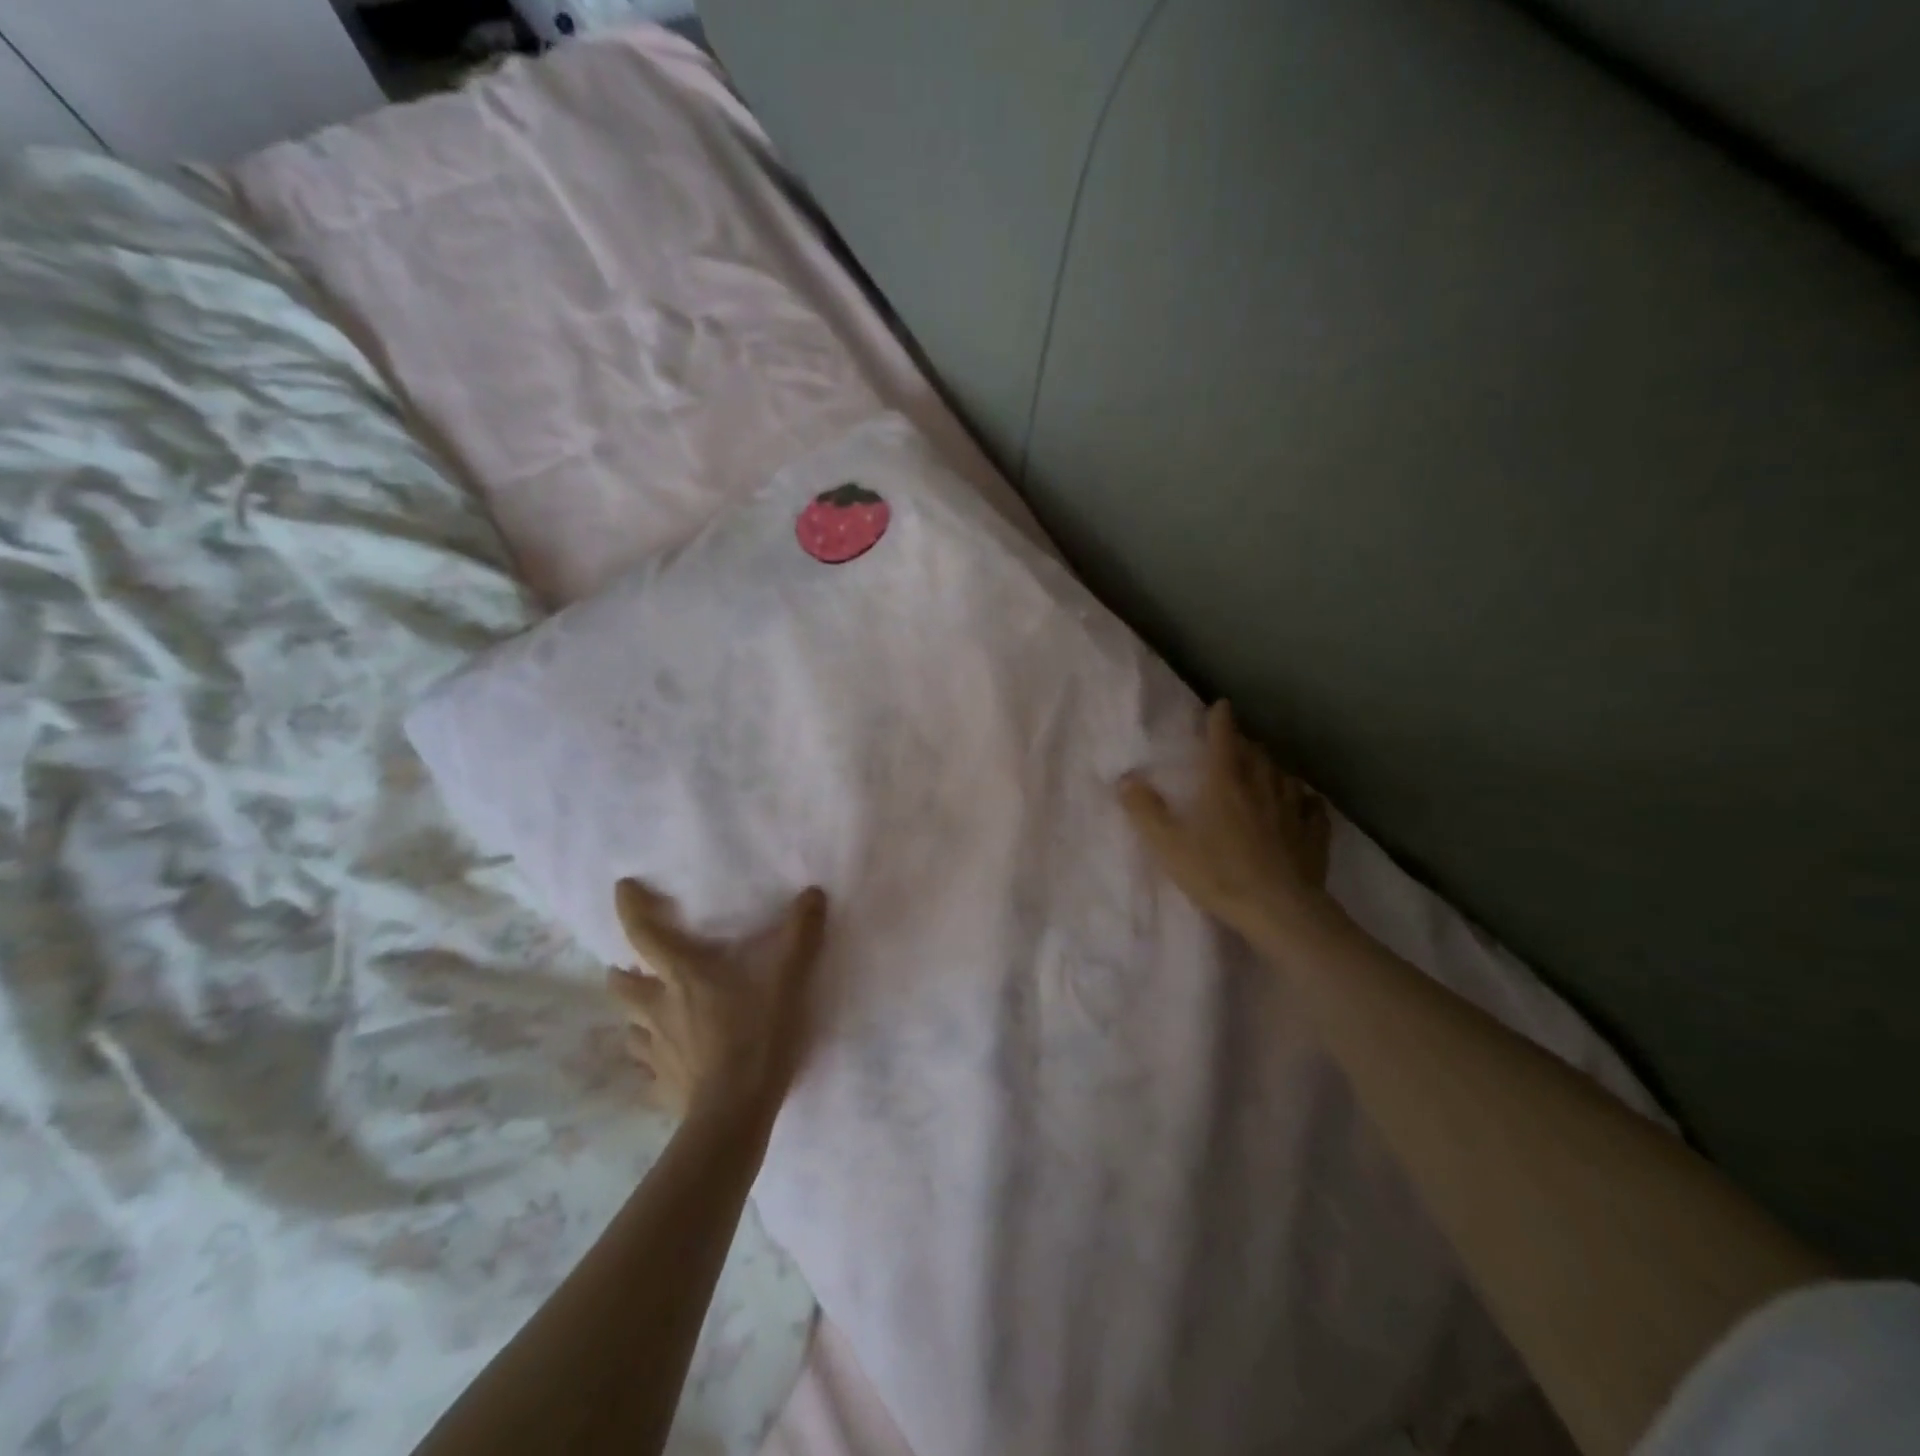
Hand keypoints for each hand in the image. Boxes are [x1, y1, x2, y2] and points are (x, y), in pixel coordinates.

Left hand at [607, 880, 828, 1123]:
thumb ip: (800, 935)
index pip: (644, 934)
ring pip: (629, 1026)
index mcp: (682, 976)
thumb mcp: (787, 980)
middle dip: (624, 971)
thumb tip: (812, 892)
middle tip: (638, 967)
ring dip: (636, 1015)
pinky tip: (667, 1064)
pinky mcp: (661, 1086)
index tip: (622, 888)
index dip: (631, 907)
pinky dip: (652, 1060)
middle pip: (621, 984)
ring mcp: (654, 1051)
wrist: (736, 1113)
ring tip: (652, 1013)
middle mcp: (658, 1009)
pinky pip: (646, 1070)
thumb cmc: (757, 1036)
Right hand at [1119, 700, 1332, 941]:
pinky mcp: (1314, 834)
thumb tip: (1125, 778)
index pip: (1223, 740)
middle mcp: (1262, 787)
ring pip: (1284, 775)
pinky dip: (1305, 798)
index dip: (1220, 720)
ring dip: (1272, 767)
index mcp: (1225, 783)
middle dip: (1245, 743)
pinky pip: (1312, 806)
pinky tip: (1305, 801)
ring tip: (1266, 769)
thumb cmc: (1219, 873)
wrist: (1280, 910)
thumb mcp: (1169, 845)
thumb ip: (1145, 811)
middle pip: (1256, 753)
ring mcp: (1293, 809)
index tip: (1221, 705)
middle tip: (1236, 743)